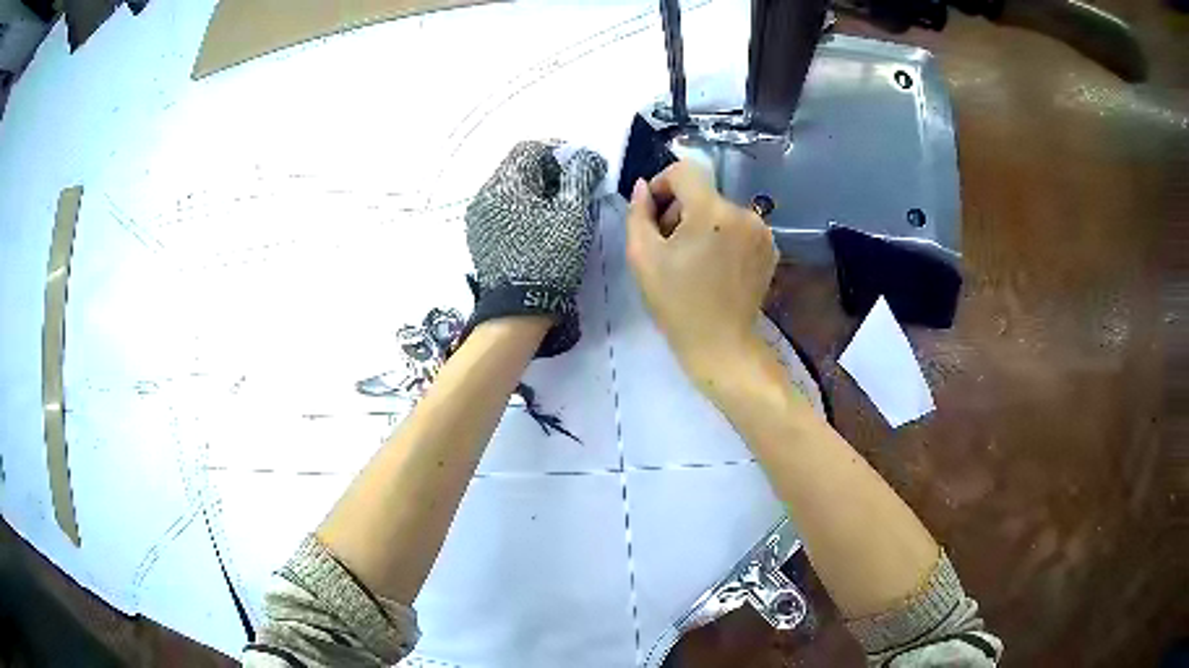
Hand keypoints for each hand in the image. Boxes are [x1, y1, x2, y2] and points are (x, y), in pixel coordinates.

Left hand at [465, 141, 606, 356]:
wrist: (517, 311)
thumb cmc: (549, 257)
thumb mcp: (573, 213)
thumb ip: (579, 176)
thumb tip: (585, 157)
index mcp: (505, 183)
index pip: (530, 148)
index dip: (558, 152)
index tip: (580, 168)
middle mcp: (484, 194)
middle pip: (517, 167)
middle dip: (548, 172)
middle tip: (572, 190)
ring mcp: (478, 217)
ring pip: (510, 189)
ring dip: (534, 190)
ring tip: (557, 210)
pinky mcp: (479, 236)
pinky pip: (502, 209)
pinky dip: (521, 208)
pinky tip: (538, 228)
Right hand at [626, 161, 777, 387]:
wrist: (721, 345)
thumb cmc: (677, 303)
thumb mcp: (643, 257)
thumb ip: (638, 214)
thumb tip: (642, 187)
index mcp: (712, 211)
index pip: (684, 170)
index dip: (661, 185)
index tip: (653, 215)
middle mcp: (744, 212)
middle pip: (703, 192)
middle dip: (681, 210)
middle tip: (668, 246)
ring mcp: (762, 231)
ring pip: (721, 209)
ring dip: (702, 224)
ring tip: (692, 260)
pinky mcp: (770, 248)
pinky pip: (739, 227)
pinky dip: (723, 237)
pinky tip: (714, 266)